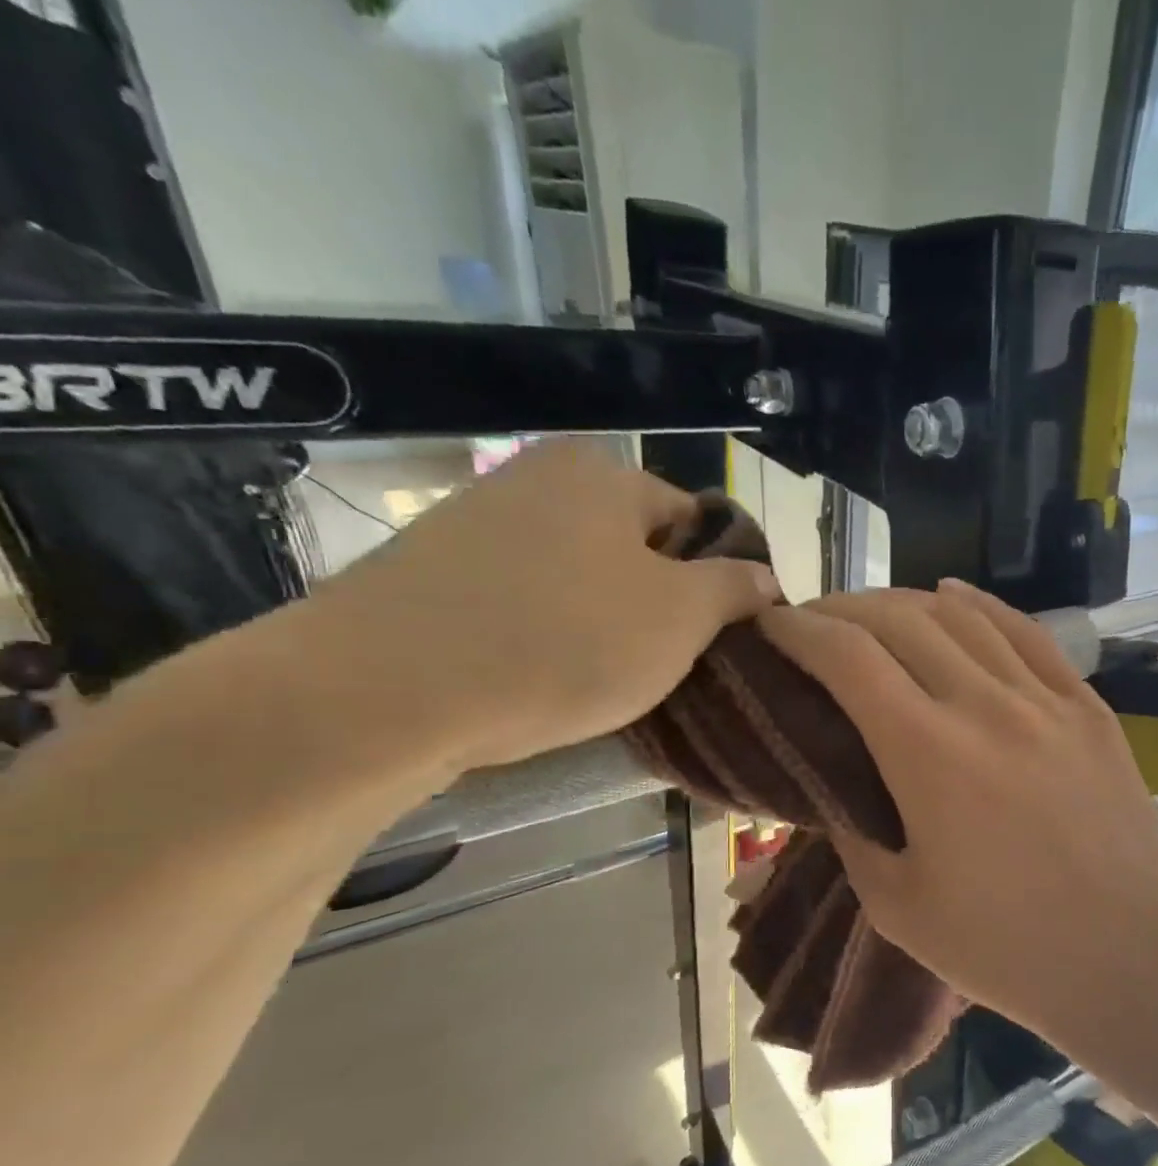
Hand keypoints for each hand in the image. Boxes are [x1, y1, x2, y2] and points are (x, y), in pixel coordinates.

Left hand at [305, 440, 778, 771]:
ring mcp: (477, 522)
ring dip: (606, 622)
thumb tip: (764, 577)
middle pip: (636, 548)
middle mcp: (538, 478)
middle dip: (661, 603)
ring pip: (581, 577)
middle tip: (666, 664)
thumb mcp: (682, 617)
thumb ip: (736, 589)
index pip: (696, 522)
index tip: (717, 638)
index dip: (719, 580)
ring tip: (606, 679)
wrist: (384, 692)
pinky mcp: (433, 572)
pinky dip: (548, 633)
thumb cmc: (564, 641)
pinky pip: (524, 599)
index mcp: (604, 474)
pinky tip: (543, 677)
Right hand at [758, 581, 1157, 1046]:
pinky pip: (1028, 633)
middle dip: (844, 609)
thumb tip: (833, 786)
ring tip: (875, 613)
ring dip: (906, 602)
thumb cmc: (1006, 947)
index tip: (770, 623)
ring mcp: (1046, 699)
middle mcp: (986, 704)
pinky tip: (956, 596)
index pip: (847, 657)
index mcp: (928, 753)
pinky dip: (982, 605)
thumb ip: (852, 832)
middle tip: (815, 622)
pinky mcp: (1088, 707)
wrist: (1128, 957)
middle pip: (900, 620)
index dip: (798, 629)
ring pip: (964, 615)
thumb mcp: (897, 906)